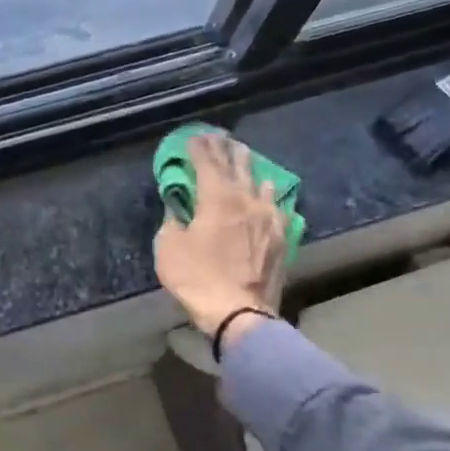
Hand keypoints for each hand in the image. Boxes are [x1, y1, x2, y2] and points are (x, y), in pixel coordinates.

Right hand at [154, 132, 286, 338]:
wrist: (240, 312)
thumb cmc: (198, 278)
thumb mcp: (168, 248)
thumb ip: (172, 223)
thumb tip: (177, 212)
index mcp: (217, 199)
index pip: (207, 164)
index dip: (199, 149)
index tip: (194, 137)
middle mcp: (246, 201)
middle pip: (236, 167)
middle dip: (225, 150)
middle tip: (220, 137)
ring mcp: (268, 219)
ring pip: (261, 184)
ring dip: (250, 168)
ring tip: (246, 156)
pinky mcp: (281, 239)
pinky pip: (277, 209)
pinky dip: (270, 197)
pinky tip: (271, 196)